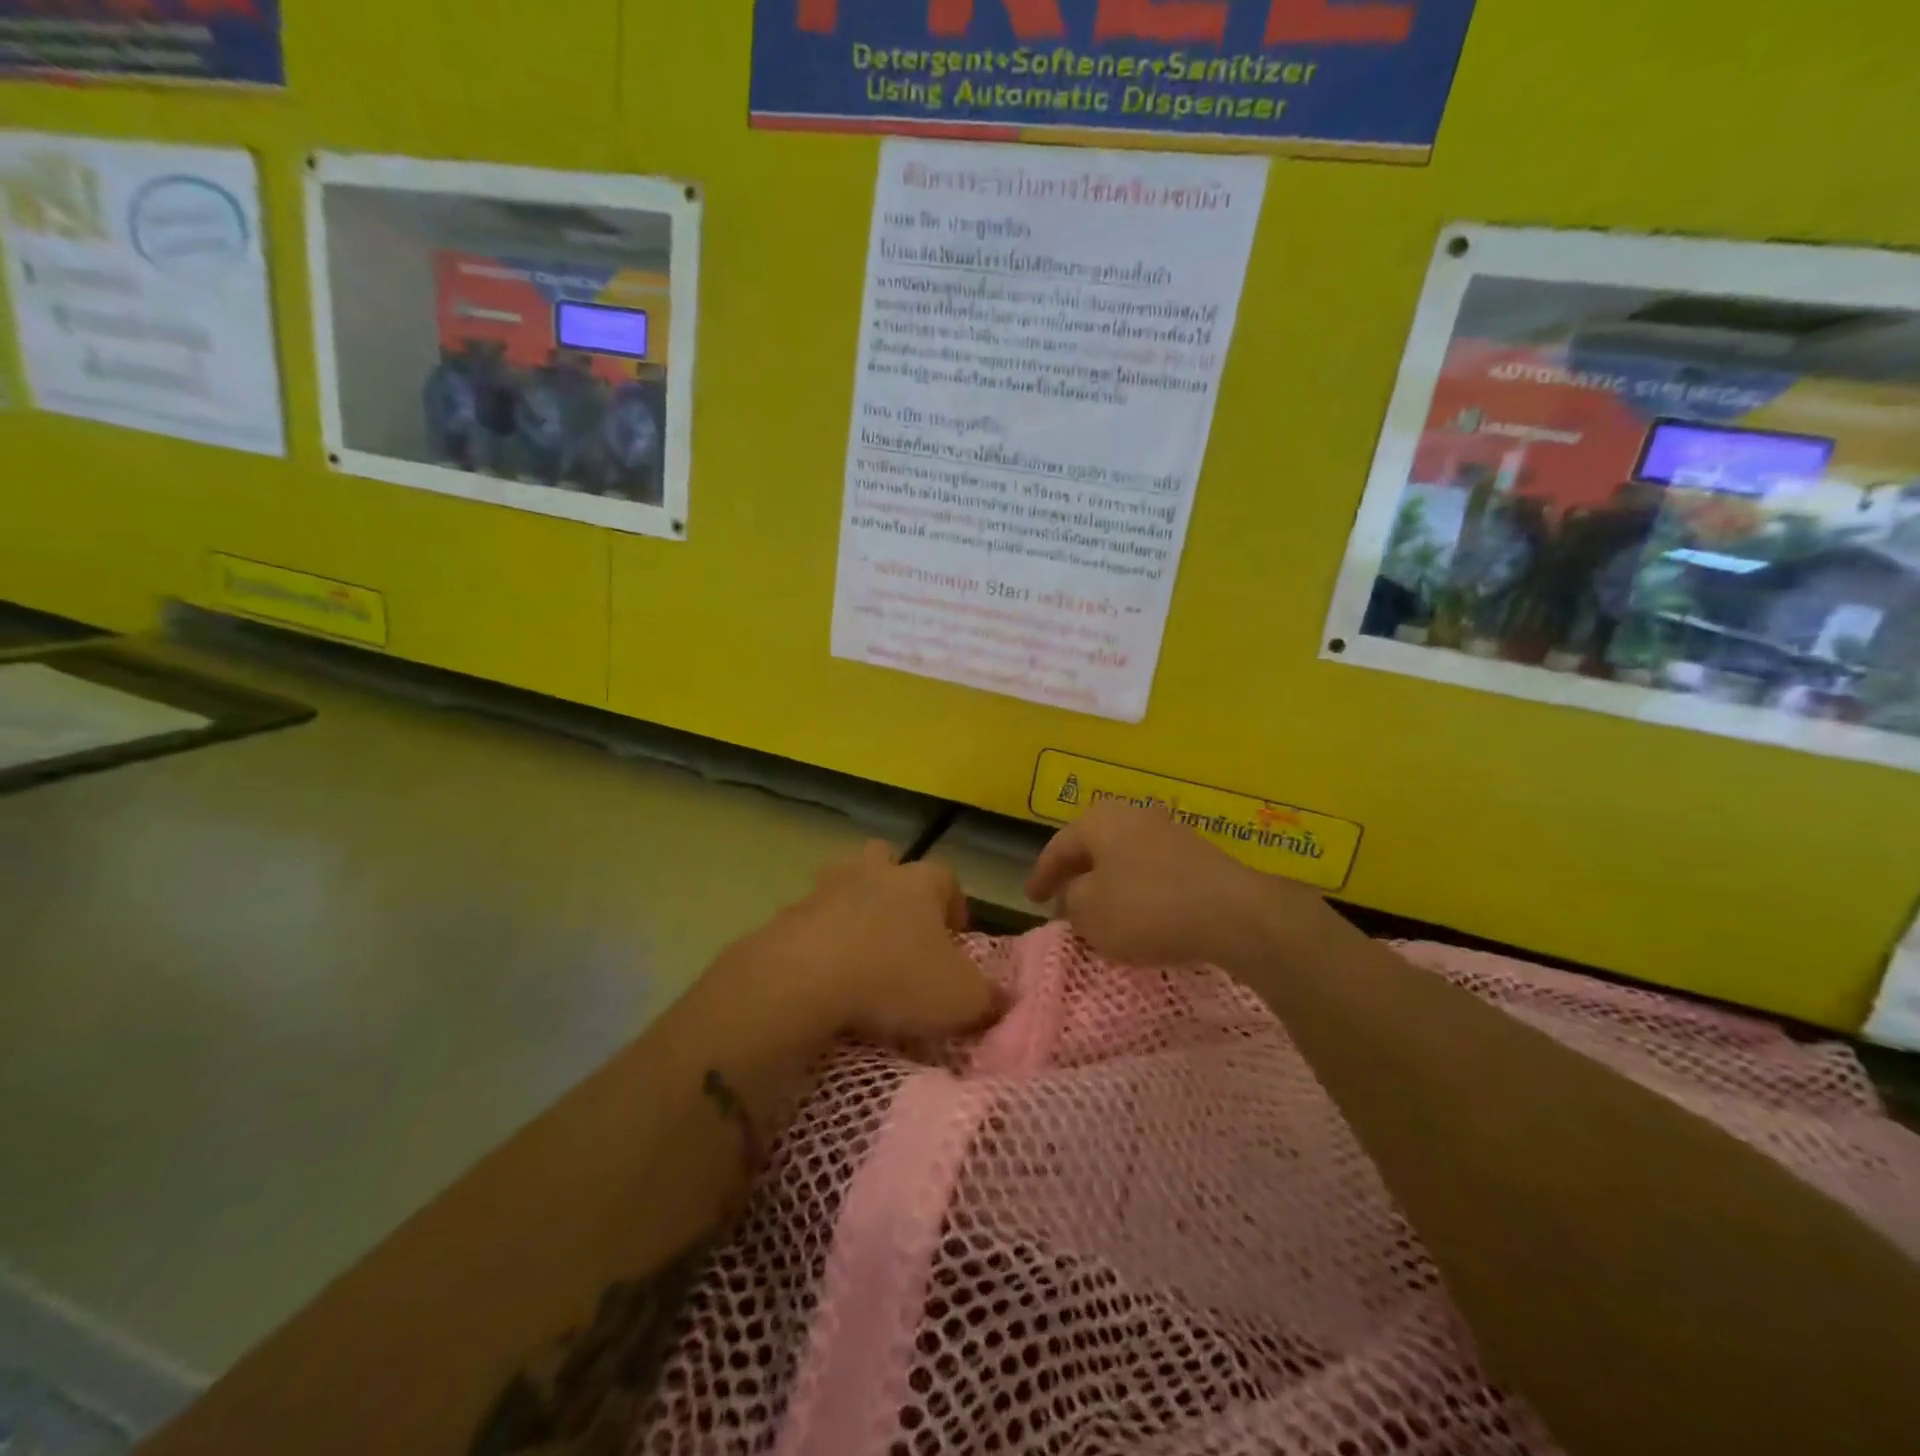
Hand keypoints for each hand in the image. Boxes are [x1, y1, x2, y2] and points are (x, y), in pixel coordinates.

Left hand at [734, 842, 1000, 1044]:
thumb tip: (1002, 1000)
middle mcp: (873, 873)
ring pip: (844, 883)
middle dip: (895, 887)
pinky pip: (811, 921)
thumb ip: (988, 998)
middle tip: (902, 932)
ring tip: (861, 954)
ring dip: (853, 909)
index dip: (954, 906)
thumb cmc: (896, 978)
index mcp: (920, 882)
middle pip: (886, 860)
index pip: (947, 878)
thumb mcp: (961, 999)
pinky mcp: (788, 916)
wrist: (804, 979)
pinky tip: (825, 977)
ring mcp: (825, 890)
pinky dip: (819, 941)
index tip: (954, 941)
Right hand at [1025, 803, 1327, 969]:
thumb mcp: (1090, 913)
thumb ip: (1071, 901)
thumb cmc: (1147, 908)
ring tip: (1099, 909)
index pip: (1058, 847)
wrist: (1233, 913)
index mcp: (1099, 821)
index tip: (1031, 899)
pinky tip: (1140, 912)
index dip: (1041, 875)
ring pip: (1123, 856)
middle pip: (1093, 846)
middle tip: (1061, 899)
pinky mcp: (1198, 854)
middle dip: (1076, 873)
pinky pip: (1152, 869)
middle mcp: (1132, 815)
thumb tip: (1076, 894)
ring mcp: (1169, 831)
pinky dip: (1137, 888)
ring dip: (1108, 881)